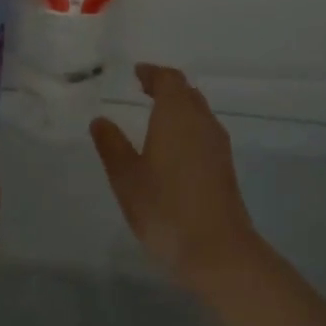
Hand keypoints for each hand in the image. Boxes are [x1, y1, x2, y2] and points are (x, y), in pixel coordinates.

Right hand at [89, 64, 261, 296]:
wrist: (218, 251)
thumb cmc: (165, 208)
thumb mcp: (126, 177)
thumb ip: (112, 145)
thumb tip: (101, 120)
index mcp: (177, 115)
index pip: (169, 80)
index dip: (152, 73)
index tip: (137, 73)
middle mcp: (201, 122)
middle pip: (187, 92)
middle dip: (166, 87)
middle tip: (144, 89)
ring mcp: (218, 145)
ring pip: (199, 112)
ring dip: (179, 107)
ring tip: (155, 115)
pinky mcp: (225, 167)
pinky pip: (204, 132)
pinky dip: (188, 127)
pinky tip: (173, 146)